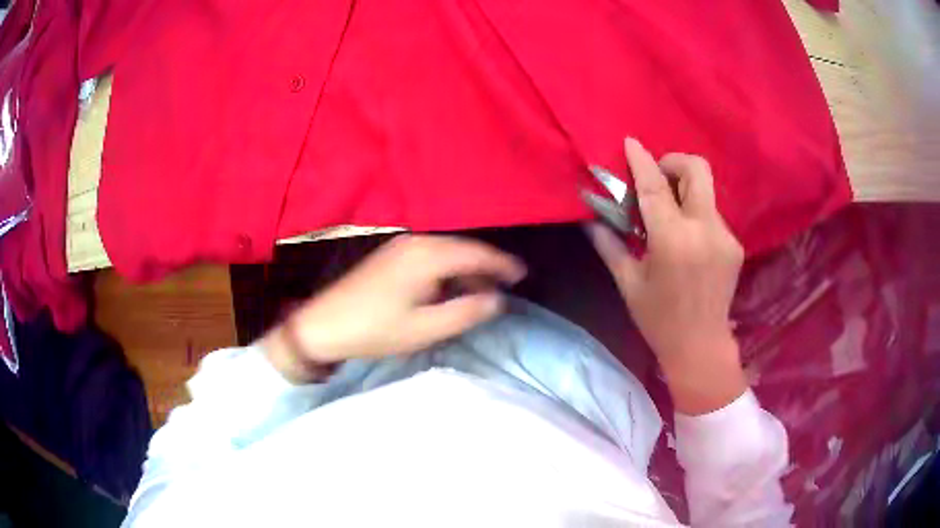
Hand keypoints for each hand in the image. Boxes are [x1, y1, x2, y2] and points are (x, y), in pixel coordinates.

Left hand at [264, 235, 526, 382]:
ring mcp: (401, 245)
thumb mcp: (425, 329)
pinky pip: (431, 256)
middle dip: (486, 266)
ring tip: (481, 292)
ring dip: (466, 270)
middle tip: (506, 287)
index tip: (523, 275)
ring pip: (446, 252)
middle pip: (462, 249)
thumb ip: (465, 312)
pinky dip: (447, 270)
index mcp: (427, 256)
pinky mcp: (391, 255)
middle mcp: (417, 242)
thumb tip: (498, 300)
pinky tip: (450, 288)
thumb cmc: (375, 330)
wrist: (323, 325)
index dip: (502, 264)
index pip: (476, 253)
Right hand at [587, 138, 745, 413]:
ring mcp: (725, 236)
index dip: (642, 161)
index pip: (655, 187)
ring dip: (683, 191)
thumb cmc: (659, 320)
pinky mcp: (734, 244)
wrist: (701, 347)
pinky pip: (711, 214)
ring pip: (705, 191)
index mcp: (673, 241)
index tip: (631, 142)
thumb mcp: (628, 283)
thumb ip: (609, 244)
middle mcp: (704, 230)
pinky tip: (685, 240)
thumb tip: (590, 217)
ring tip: (667, 216)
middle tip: (656, 178)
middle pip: (697, 170)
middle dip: (674, 162)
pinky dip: (694, 213)